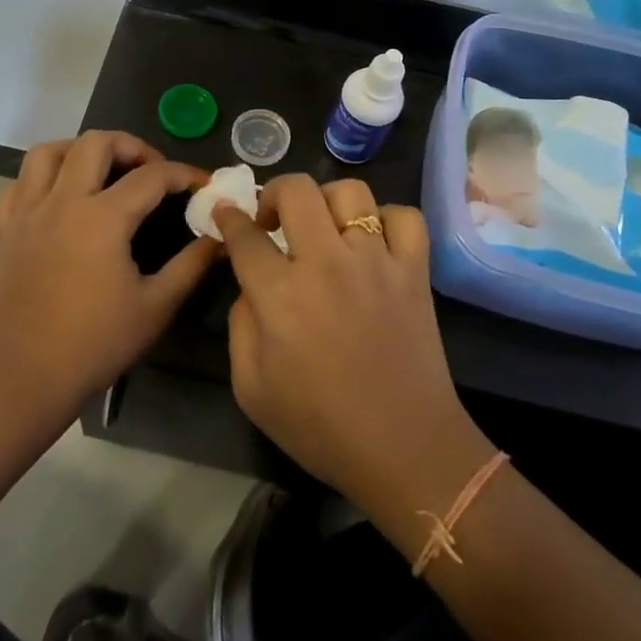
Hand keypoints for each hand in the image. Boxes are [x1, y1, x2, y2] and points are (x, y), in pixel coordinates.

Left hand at [0, 132, 217, 424]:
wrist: (26, 377)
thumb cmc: (96, 344)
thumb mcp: (157, 306)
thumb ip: (192, 265)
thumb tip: (220, 237)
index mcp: (102, 218)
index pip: (152, 176)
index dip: (183, 174)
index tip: (202, 183)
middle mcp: (62, 201)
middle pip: (96, 142)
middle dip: (131, 145)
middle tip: (151, 169)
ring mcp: (27, 213)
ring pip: (48, 152)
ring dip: (80, 149)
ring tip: (102, 169)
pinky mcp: (5, 230)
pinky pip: (18, 184)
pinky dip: (42, 178)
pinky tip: (59, 196)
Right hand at [214, 177, 483, 511]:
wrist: (405, 450)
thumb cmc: (320, 426)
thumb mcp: (251, 388)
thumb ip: (241, 325)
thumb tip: (251, 285)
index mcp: (280, 295)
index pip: (245, 234)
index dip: (229, 218)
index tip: (226, 214)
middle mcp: (326, 263)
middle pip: (296, 190)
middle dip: (273, 194)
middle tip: (272, 220)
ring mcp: (376, 261)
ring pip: (350, 193)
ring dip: (327, 201)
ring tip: (323, 227)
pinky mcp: (415, 270)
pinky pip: (404, 217)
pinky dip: (386, 219)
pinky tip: (373, 241)